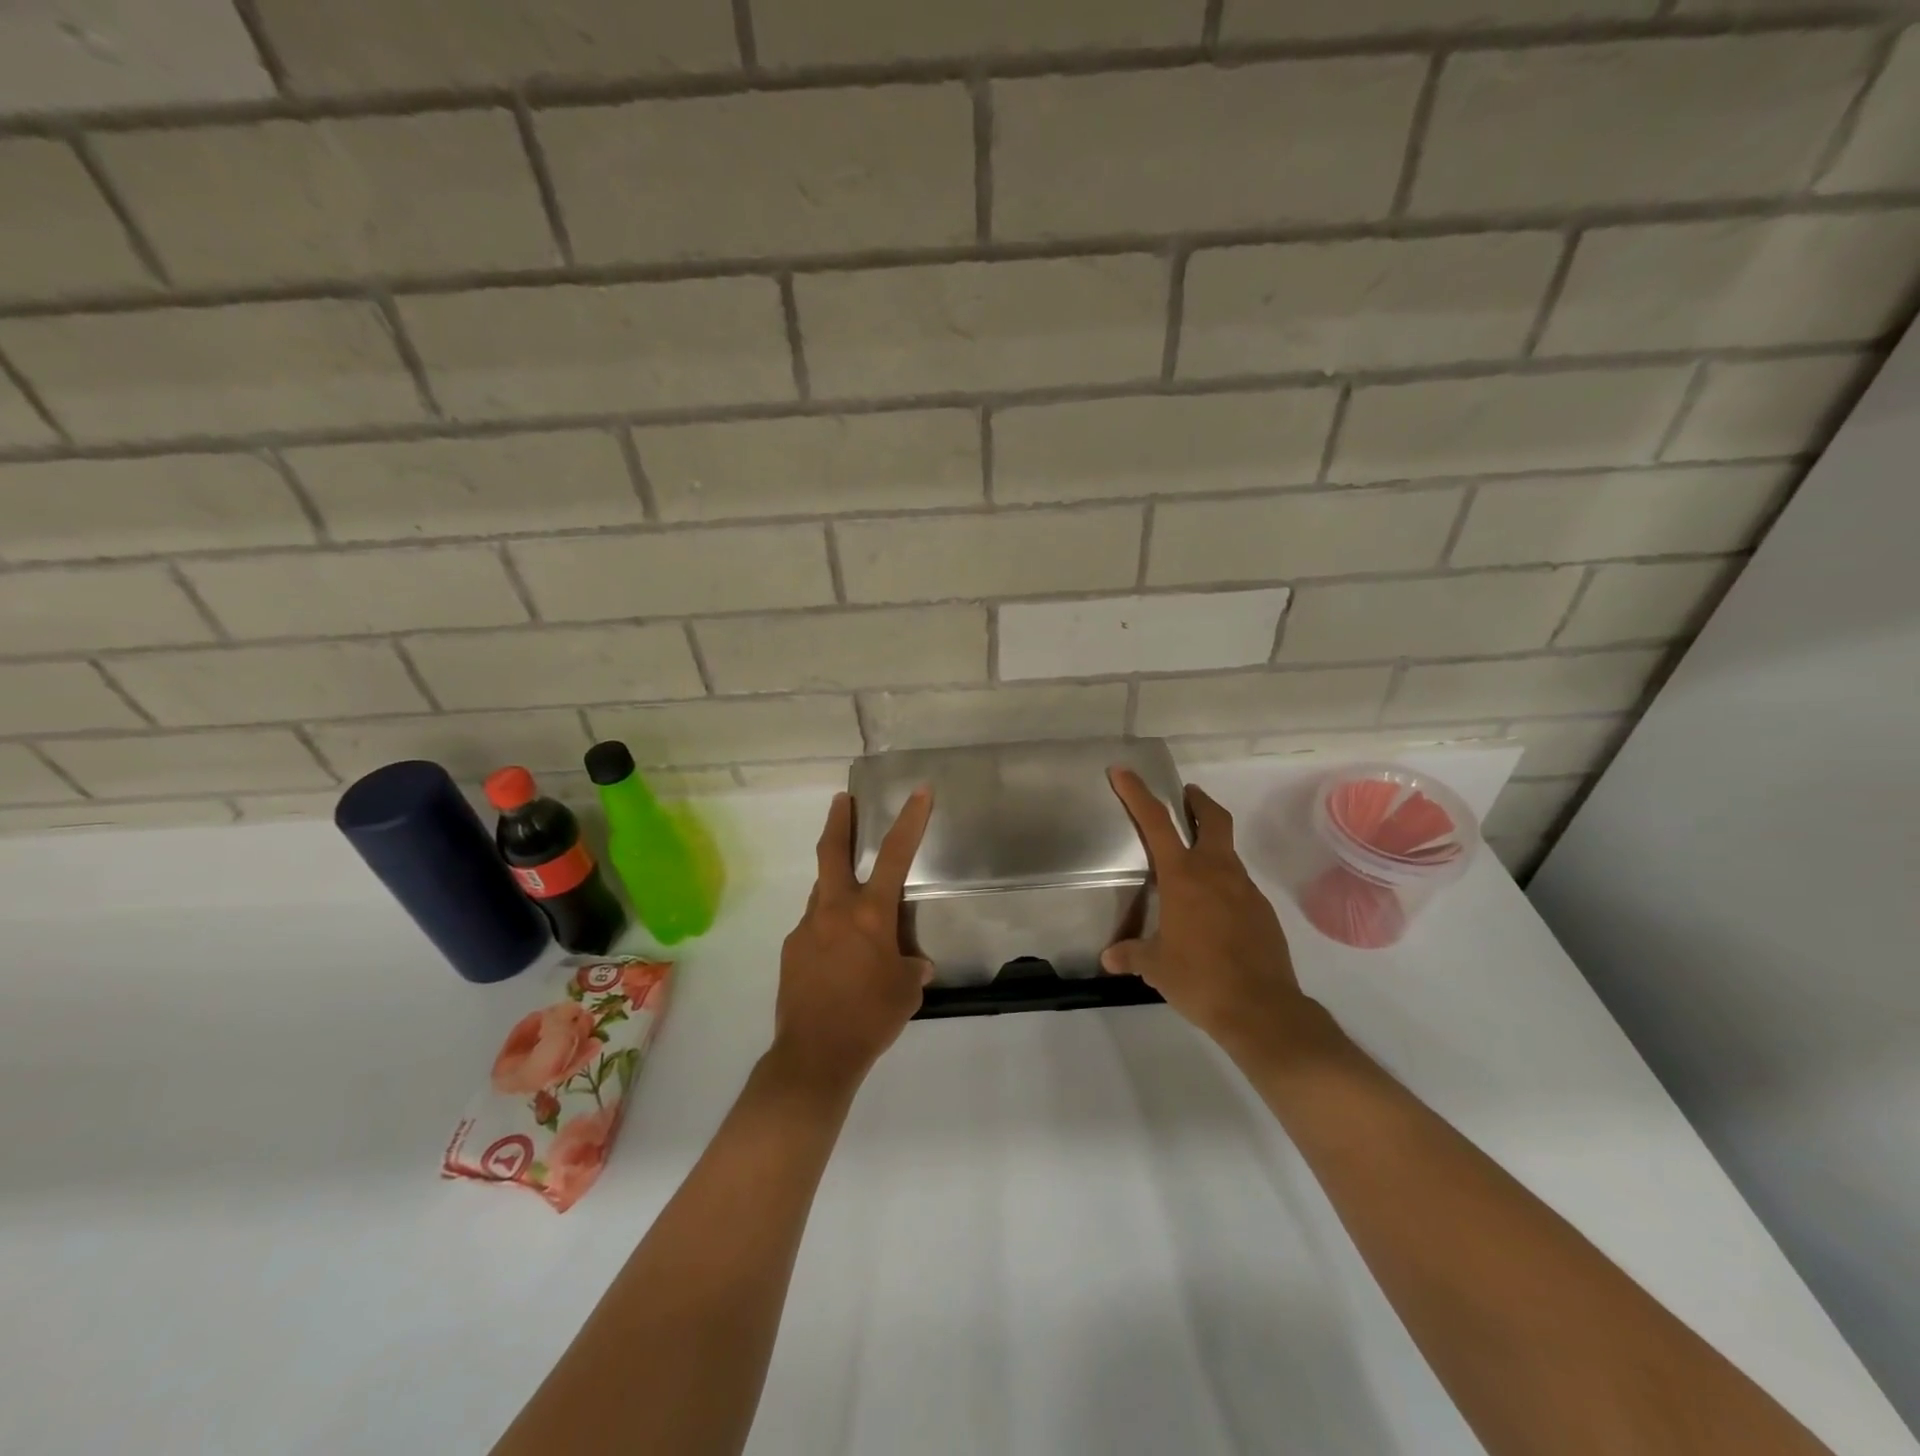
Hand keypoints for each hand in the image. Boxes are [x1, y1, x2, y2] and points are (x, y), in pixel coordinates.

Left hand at [772, 788, 933, 1097]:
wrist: (815, 1055)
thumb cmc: (871, 1017)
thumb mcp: (907, 991)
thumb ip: (910, 968)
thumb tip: (913, 964)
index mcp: (869, 914)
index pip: (895, 855)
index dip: (910, 820)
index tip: (918, 792)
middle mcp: (834, 910)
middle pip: (832, 852)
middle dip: (839, 821)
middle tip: (843, 800)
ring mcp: (806, 928)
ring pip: (822, 892)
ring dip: (836, 884)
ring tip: (853, 906)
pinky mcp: (791, 951)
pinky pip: (813, 927)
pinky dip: (827, 927)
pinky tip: (837, 956)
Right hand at [1104, 768, 1310, 1050]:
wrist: (1262, 1010)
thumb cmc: (1199, 979)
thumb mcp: (1156, 967)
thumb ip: (1132, 955)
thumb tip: (1109, 959)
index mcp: (1184, 877)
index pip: (1156, 822)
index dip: (1137, 793)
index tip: (1123, 771)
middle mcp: (1217, 872)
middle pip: (1213, 819)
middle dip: (1198, 802)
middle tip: (1185, 797)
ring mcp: (1245, 890)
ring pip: (1227, 853)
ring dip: (1210, 846)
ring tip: (1189, 869)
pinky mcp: (1263, 912)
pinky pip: (1238, 886)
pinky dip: (1222, 885)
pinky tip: (1210, 913)